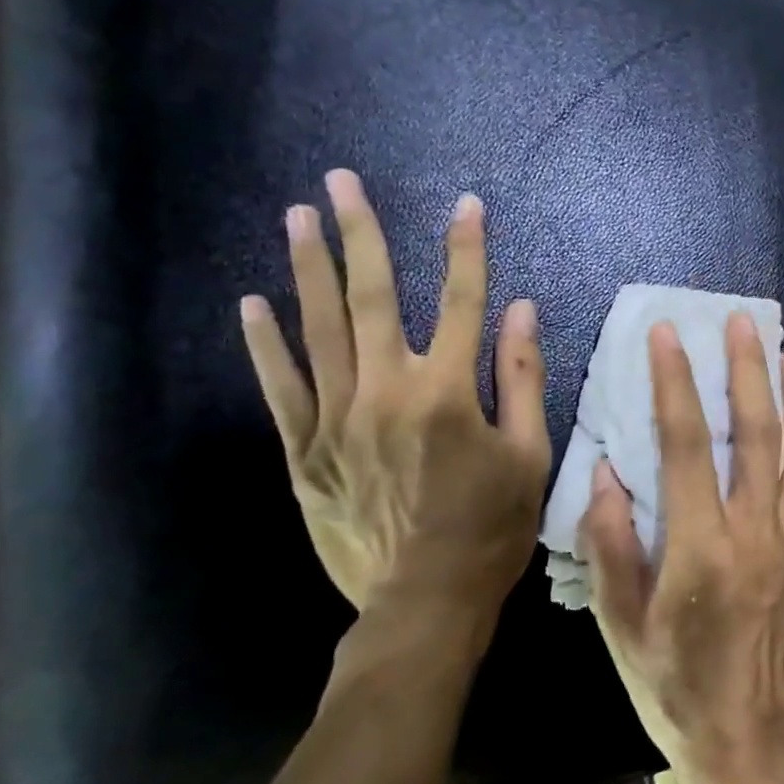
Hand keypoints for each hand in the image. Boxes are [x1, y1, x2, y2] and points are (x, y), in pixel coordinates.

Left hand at [239, 169, 550, 653]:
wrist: (424, 601)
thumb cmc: (492, 528)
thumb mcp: (530, 456)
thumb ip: (523, 379)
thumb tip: (521, 311)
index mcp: (449, 394)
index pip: (462, 302)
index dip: (466, 250)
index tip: (465, 205)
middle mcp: (387, 392)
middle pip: (374, 299)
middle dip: (361, 235)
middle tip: (342, 182)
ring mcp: (337, 420)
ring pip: (320, 330)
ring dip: (309, 270)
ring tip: (297, 218)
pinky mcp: (305, 452)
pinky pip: (281, 388)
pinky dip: (265, 344)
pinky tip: (253, 304)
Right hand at [582, 312, 783, 783]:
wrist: (751, 742)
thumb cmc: (673, 688)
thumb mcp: (620, 625)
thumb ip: (611, 545)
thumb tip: (606, 472)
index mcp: (701, 550)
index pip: (688, 445)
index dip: (676, 384)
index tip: (669, 336)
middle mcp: (757, 535)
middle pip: (757, 434)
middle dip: (747, 370)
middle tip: (741, 322)